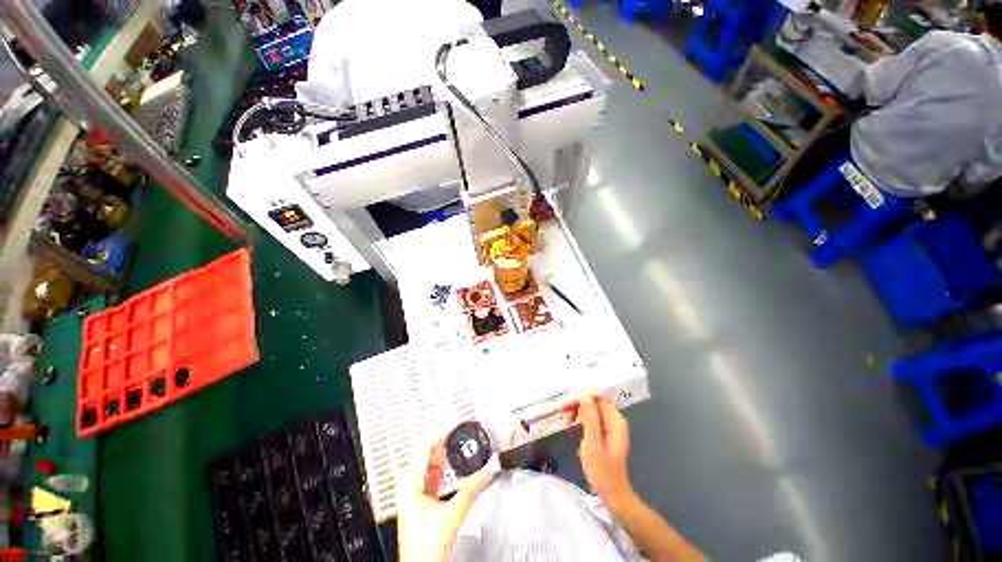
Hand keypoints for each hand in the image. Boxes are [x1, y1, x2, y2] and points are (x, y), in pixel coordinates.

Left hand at [397, 427, 497, 561]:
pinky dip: (445, 462)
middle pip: (427, 449)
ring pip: (430, 459)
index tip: (456, 421)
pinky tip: (455, 460)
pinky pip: (434, 470)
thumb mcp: (452, 515)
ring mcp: (415, 489)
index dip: (441, 430)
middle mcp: (409, 482)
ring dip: (445, 448)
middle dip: (445, 436)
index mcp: (409, 483)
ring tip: (460, 438)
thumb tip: (489, 469)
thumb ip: (472, 489)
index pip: (424, 445)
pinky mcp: (422, 495)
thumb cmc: (424, 549)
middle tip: (461, 426)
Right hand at [575, 394, 633, 509]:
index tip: (567, 404)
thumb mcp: (593, 445)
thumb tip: (584, 397)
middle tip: (563, 411)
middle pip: (595, 400)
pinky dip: (581, 416)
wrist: (613, 494)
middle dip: (578, 401)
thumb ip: (590, 420)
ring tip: (566, 418)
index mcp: (615, 421)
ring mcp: (610, 425)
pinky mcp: (605, 431)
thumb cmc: (602, 472)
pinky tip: (572, 422)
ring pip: (592, 407)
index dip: (582, 396)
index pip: (599, 396)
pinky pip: (592, 415)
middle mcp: (615, 419)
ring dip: (578, 408)